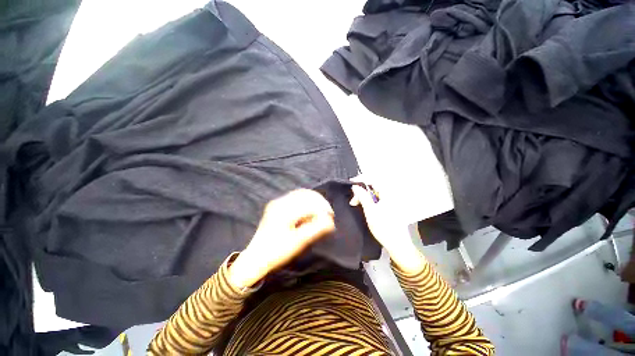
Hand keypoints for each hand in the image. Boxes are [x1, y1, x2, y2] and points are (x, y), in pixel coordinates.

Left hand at [229, 189, 334, 287]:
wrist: (256, 258)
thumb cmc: (277, 252)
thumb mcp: (298, 242)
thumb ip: (315, 229)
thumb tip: (330, 222)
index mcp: (284, 210)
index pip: (308, 202)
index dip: (322, 207)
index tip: (330, 217)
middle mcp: (280, 202)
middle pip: (305, 194)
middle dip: (319, 202)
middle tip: (327, 214)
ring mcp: (277, 203)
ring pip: (300, 195)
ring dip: (312, 202)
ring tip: (319, 214)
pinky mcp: (277, 206)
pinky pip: (295, 199)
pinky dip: (305, 203)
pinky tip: (309, 213)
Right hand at [350, 184, 424, 273]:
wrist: (397, 244)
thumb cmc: (384, 228)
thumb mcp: (370, 211)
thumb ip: (363, 197)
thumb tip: (355, 186)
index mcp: (388, 194)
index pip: (373, 179)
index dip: (361, 179)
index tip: (351, 184)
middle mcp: (390, 195)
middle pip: (373, 186)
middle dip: (361, 191)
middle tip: (353, 201)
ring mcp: (391, 201)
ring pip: (374, 192)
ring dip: (364, 196)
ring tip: (356, 204)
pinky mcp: (389, 206)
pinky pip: (377, 198)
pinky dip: (369, 200)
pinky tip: (364, 207)